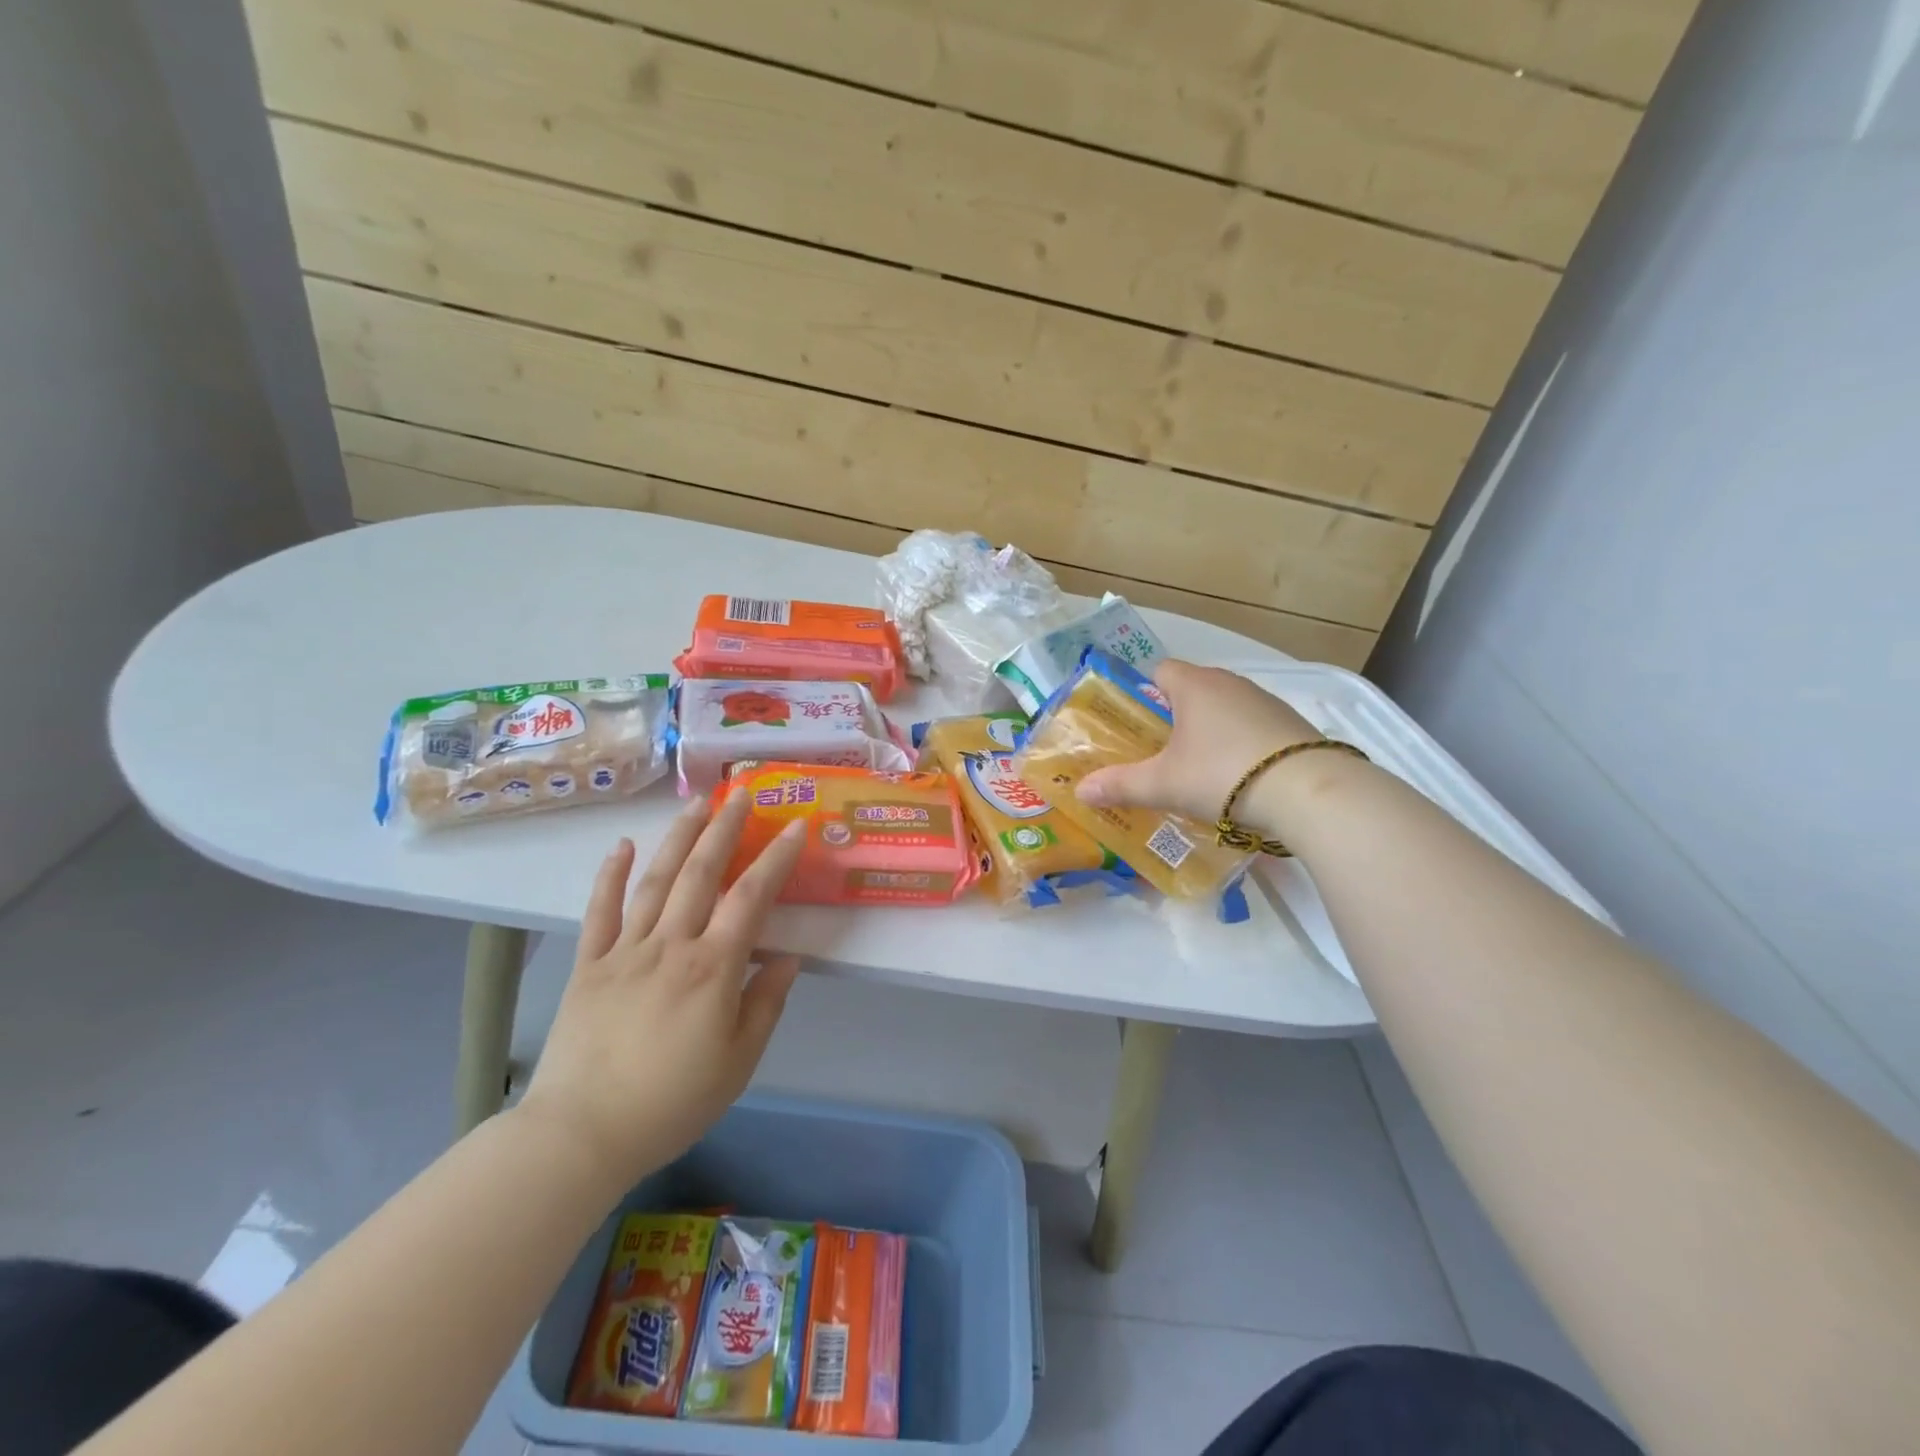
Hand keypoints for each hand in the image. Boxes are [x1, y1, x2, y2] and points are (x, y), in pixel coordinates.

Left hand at [516, 791, 805, 1184]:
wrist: (580, 1134)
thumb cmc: (671, 1102)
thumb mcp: (739, 1062)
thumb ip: (766, 1004)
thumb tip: (788, 958)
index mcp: (712, 968)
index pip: (752, 898)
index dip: (775, 858)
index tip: (794, 826)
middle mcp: (671, 945)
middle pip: (701, 873)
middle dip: (724, 829)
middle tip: (740, 794)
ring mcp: (625, 950)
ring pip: (655, 880)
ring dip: (678, 838)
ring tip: (696, 804)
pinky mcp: (588, 964)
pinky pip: (600, 911)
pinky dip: (609, 875)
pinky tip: (622, 846)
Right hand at [1077, 659, 1320, 823]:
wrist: (1307, 791)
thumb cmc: (1222, 774)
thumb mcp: (1164, 784)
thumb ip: (1120, 785)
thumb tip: (1079, 790)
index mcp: (1194, 685)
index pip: (1159, 670)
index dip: (1141, 692)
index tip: (1133, 724)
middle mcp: (1229, 683)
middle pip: (1191, 690)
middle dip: (1172, 717)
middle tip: (1158, 752)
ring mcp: (1265, 701)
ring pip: (1223, 708)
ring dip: (1208, 731)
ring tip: (1197, 769)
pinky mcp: (1290, 724)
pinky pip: (1251, 726)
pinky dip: (1239, 743)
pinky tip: (1237, 776)